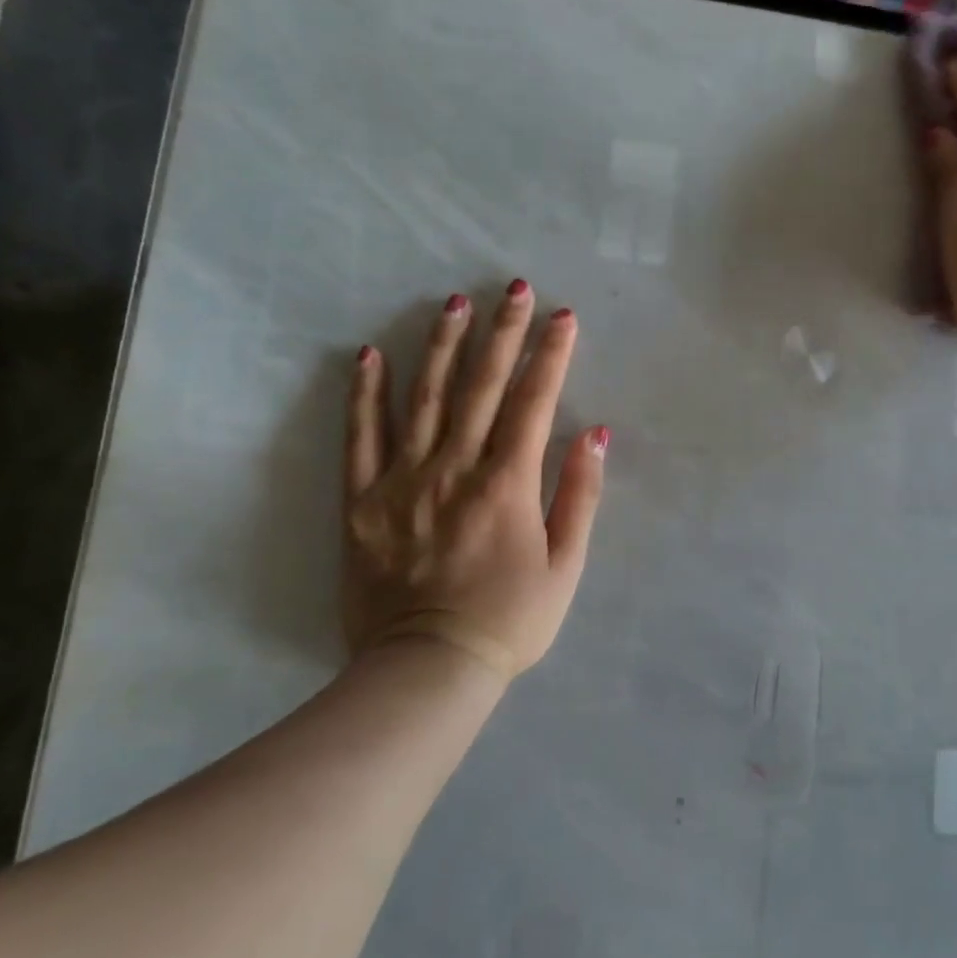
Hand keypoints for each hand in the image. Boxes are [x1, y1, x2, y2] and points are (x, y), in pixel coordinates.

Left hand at [343, 281, 607, 680]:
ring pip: (423, 398)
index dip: (551, 355)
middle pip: (482, 386)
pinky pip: (360, 438)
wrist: (426, 670)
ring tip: (453, 303)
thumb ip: (580, 495)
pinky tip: (369, 356)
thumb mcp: (565, 566)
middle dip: (502, 332)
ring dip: (440, 346)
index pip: (534, 401)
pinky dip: (365, 395)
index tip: (563, 316)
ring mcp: (403, 480)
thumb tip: (596, 434)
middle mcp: (455, 468)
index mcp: (507, 483)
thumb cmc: (509, 620)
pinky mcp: (363, 501)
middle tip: (513, 287)